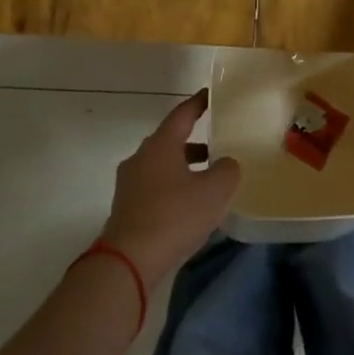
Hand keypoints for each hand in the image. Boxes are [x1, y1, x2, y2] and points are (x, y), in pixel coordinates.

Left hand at [101, 91, 241, 288]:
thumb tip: (226, 164)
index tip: (209, 94)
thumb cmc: (175, 216)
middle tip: (217, 144)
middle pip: (170, 142)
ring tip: (208, 179)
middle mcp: (140, 159)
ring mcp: (129, 184)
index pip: (181, 115)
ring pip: (162, 167)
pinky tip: (190, 205)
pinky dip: (173, 188)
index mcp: (160, 146)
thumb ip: (227, 170)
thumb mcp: (215, 191)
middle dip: (193, 141)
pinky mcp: (126, 208)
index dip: (198, 104)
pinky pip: (155, 188)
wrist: (130, 260)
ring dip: (184, 168)